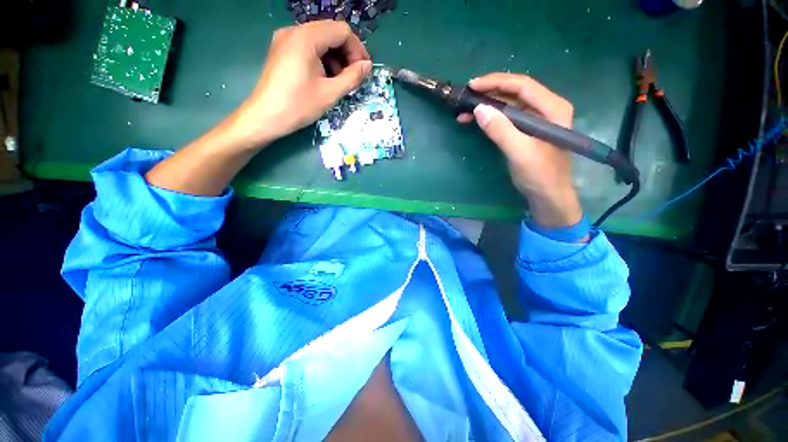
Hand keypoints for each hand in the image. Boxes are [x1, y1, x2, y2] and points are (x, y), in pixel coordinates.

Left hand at [229, 21, 371, 147]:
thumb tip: (367, 66)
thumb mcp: (330, 93)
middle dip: (347, 54)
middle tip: (354, 77)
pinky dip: (322, 60)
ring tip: (340, 81)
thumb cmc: (299, 106)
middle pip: (331, 33)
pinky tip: (325, 78)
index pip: (342, 31)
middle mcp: (295, 31)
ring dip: (335, 58)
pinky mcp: (282, 50)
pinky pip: (309, 47)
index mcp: (306, 37)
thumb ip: (352, 77)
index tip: (363, 71)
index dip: (357, 50)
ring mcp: (286, 39)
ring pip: (320, 40)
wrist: (265, 117)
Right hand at [458, 73, 582, 226]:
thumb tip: (478, 109)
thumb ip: (500, 130)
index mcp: (552, 108)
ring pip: (509, 105)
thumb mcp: (519, 152)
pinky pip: (507, 118)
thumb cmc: (539, 175)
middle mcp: (546, 108)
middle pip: (515, 92)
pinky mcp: (527, 131)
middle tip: (466, 97)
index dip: (496, 82)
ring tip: (465, 111)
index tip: (472, 85)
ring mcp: (536, 120)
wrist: (548, 196)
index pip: (522, 86)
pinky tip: (477, 121)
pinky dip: (491, 118)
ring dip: (487, 106)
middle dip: (489, 93)